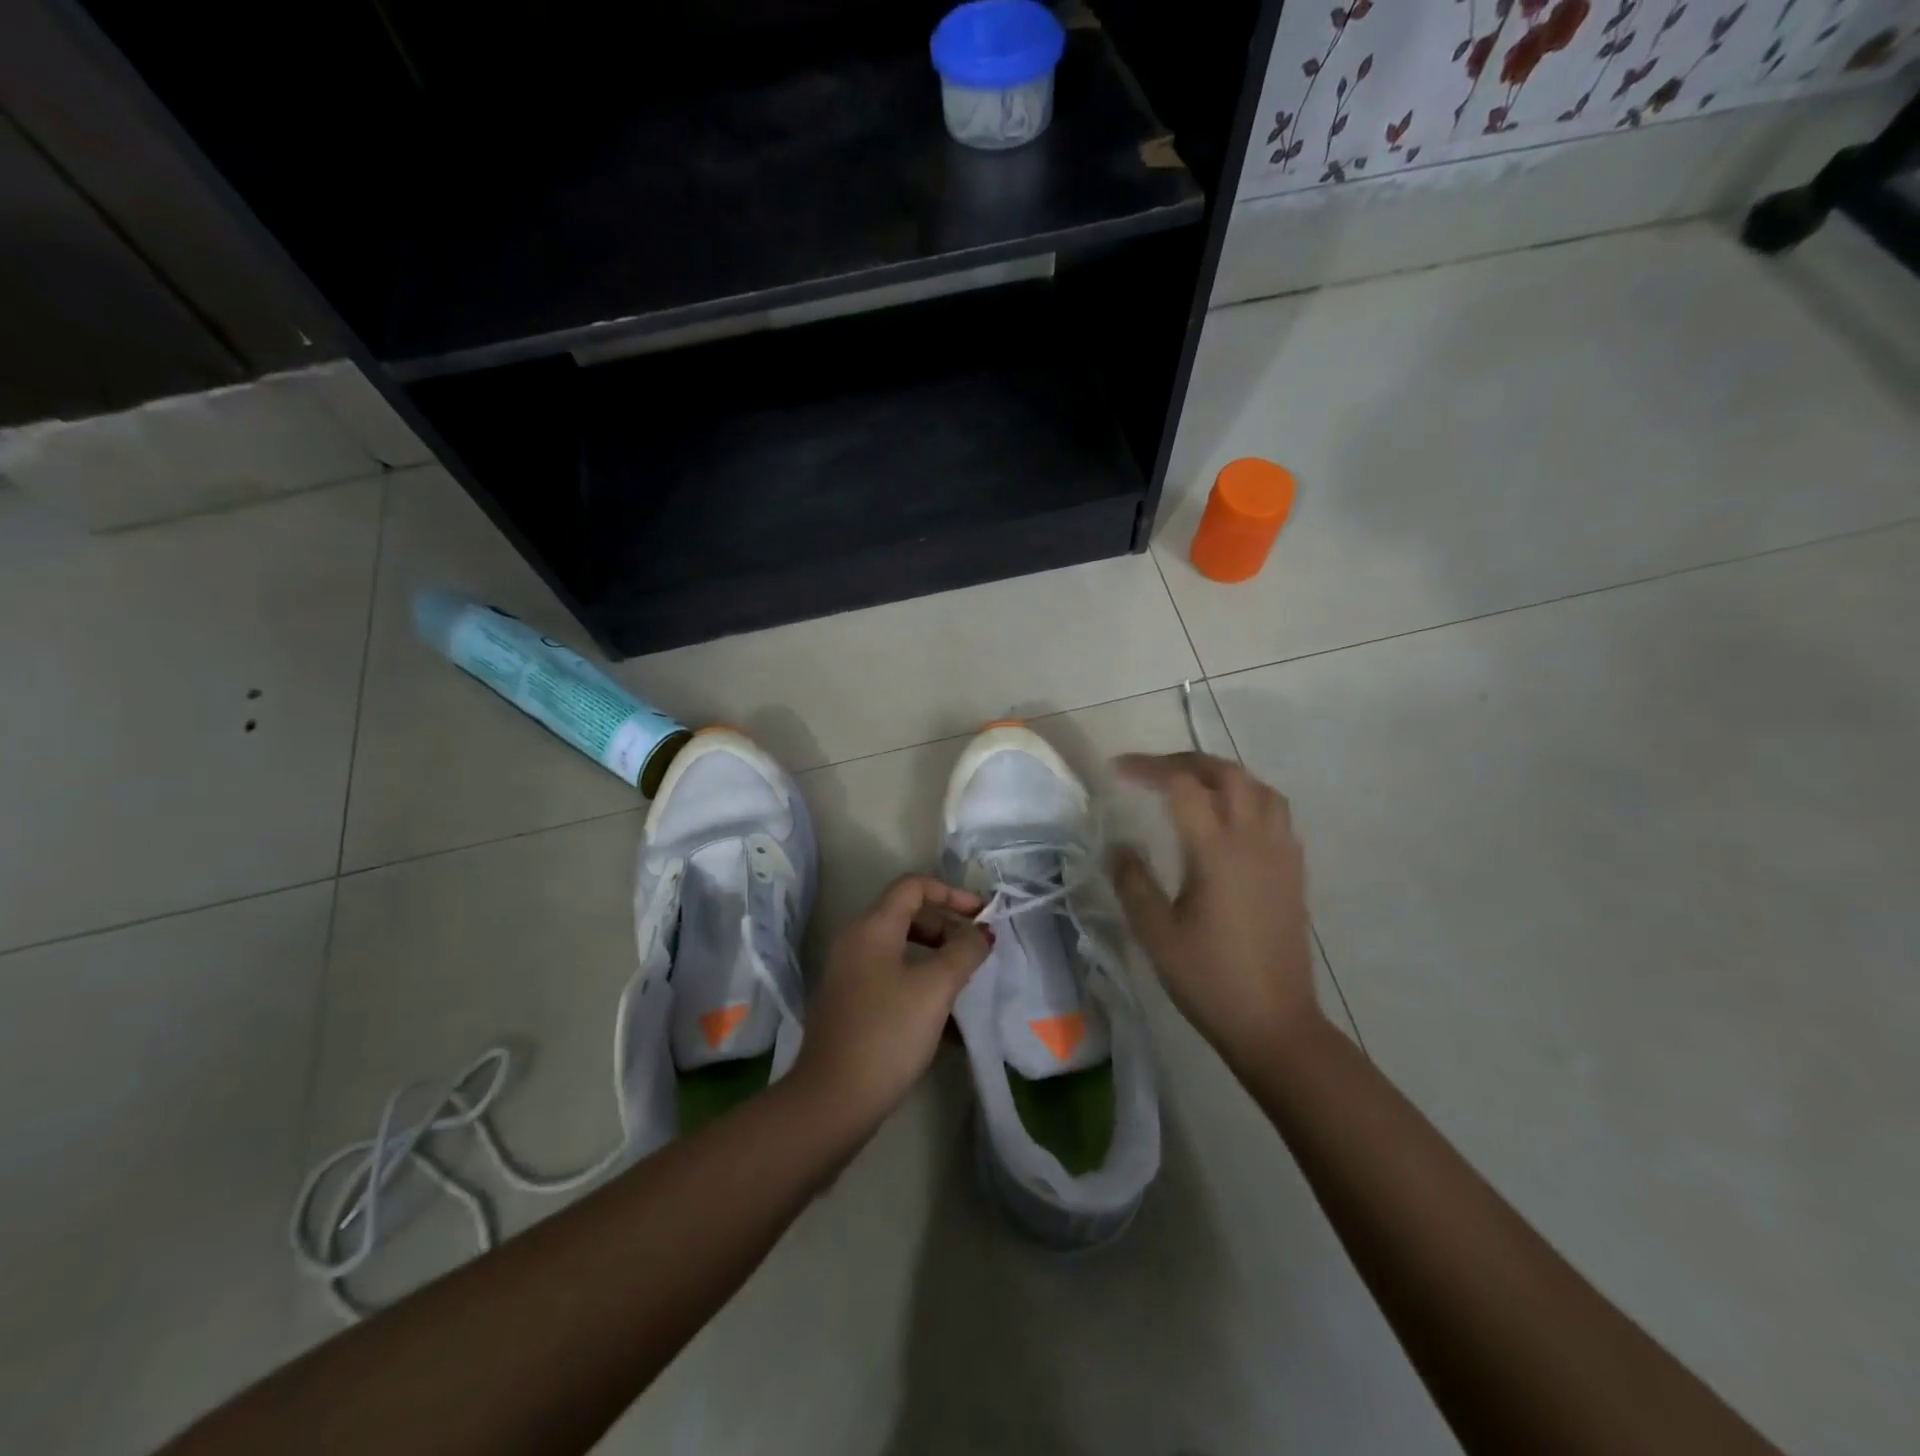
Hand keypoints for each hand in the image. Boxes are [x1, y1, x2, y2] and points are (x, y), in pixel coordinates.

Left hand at [790, 875, 992, 1127]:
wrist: (833, 1099)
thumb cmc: (888, 1032)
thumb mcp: (935, 988)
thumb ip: (964, 952)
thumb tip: (981, 933)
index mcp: (872, 927)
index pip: (913, 886)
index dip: (951, 893)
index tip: (982, 916)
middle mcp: (855, 941)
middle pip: (907, 914)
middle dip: (946, 926)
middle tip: (976, 950)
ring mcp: (849, 973)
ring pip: (900, 948)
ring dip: (936, 956)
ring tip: (966, 981)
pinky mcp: (850, 1003)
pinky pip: (891, 976)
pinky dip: (920, 982)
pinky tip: (945, 1016)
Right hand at [1110, 752, 1322, 1068]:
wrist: (1274, 1023)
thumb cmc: (1209, 979)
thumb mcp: (1156, 933)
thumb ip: (1132, 882)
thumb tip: (1119, 845)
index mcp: (1216, 850)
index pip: (1181, 785)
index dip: (1147, 768)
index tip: (1116, 770)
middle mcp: (1254, 839)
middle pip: (1226, 773)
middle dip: (1185, 761)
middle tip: (1152, 771)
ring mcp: (1280, 853)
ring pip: (1258, 787)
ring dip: (1222, 774)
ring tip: (1191, 786)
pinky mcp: (1294, 871)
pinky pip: (1276, 812)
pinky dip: (1248, 797)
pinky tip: (1230, 820)